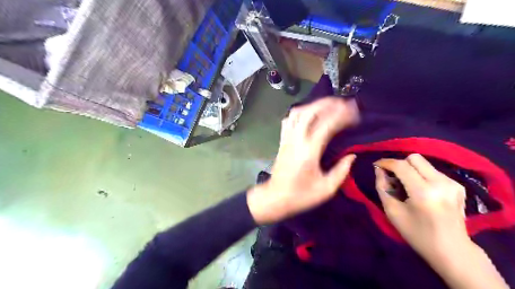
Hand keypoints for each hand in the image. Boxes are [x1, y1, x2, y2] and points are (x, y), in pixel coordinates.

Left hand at [248, 99, 358, 224]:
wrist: (275, 198)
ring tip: (329, 105)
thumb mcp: (326, 189)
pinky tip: (309, 114)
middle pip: (310, 111)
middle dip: (328, 103)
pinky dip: (300, 112)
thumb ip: (341, 171)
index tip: (356, 114)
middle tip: (344, 103)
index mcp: (309, 151)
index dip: (343, 116)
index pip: (327, 124)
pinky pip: (288, 120)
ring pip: (298, 112)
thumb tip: (352, 156)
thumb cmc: (301, 196)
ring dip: (314, 105)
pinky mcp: (282, 140)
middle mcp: (296, 140)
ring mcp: (287, 138)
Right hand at [377, 155, 507, 288]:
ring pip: (424, 163)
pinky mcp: (458, 185)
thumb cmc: (417, 234)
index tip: (376, 165)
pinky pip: (432, 171)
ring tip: (406, 185)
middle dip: (399, 164)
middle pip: (414, 158)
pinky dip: (421, 175)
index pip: (401, 166)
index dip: (386, 162)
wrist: (452, 250)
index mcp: (423, 192)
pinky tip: (420, 190)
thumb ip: (382, 187)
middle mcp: (440, 183)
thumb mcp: (392, 212)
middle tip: (392, 176)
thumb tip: (378, 169)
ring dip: (410, 169)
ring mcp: (452, 183)